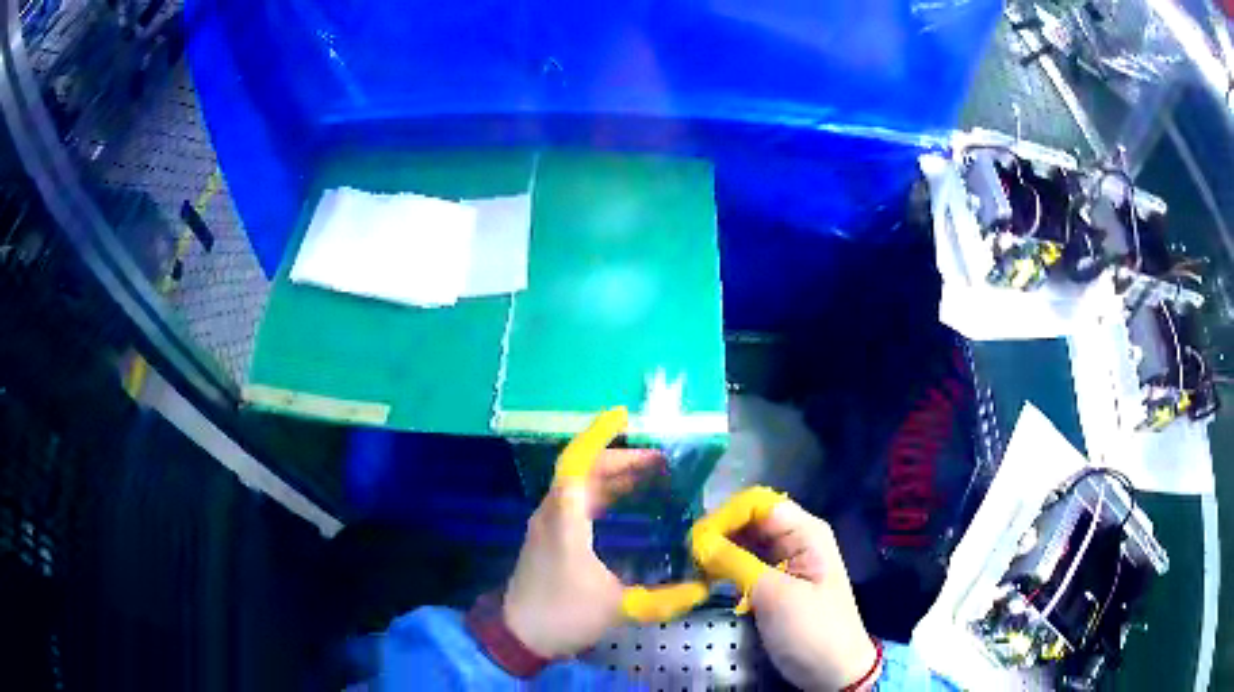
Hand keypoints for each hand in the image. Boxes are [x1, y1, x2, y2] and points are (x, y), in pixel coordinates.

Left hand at [502, 408, 663, 658]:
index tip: (624, 418)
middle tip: (662, 462)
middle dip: (622, 460)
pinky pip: (577, 503)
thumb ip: (664, 597)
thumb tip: (703, 586)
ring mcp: (548, 526)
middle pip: (584, 471)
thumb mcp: (618, 606)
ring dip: (613, 477)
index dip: (599, 437)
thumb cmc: (564, 615)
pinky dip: (603, 495)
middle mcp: (553, 513)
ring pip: (580, 487)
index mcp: (565, 519)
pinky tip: (626, 504)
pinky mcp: (549, 540)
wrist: (520, 636)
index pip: (578, 464)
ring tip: (652, 476)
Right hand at [691, 489, 878, 690]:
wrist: (833, 669)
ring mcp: (785, 561)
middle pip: (751, 520)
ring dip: (720, 550)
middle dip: (720, 532)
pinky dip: (726, 567)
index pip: (759, 504)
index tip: (697, 539)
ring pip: (746, 541)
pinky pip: (746, 563)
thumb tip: (699, 540)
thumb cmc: (812, 629)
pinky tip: (707, 577)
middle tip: (689, 555)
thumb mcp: (775, 596)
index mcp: (805, 532)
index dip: (727, 515)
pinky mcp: (774, 582)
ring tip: (694, 566)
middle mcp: (796, 539)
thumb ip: (737, 564)